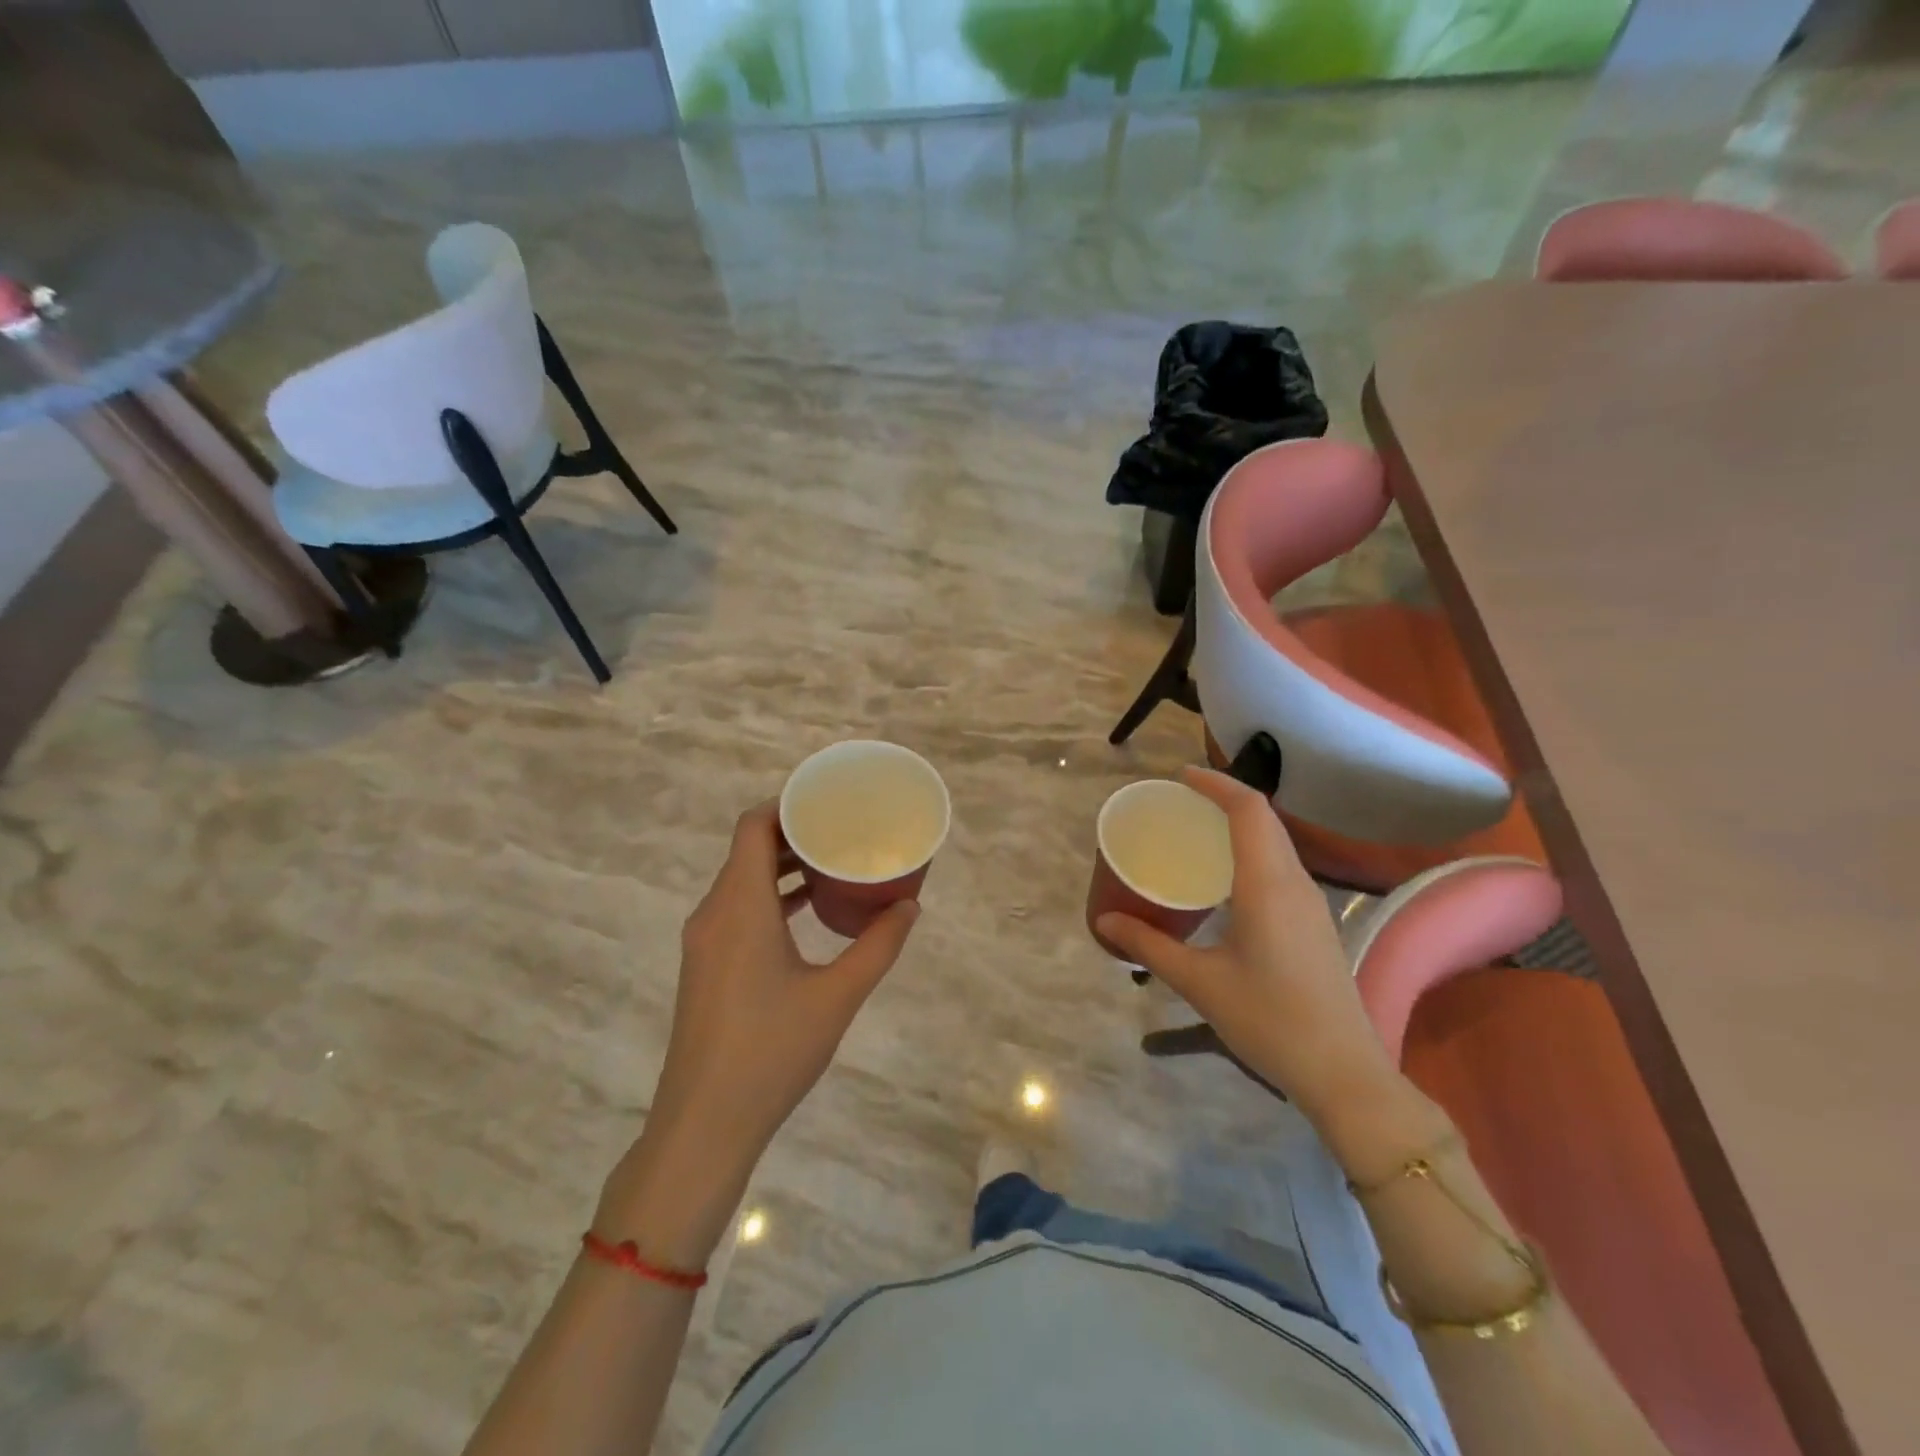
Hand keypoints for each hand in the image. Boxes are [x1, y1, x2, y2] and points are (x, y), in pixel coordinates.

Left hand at [597, 801, 918, 1265]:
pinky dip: (770, 896)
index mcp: (740, 906)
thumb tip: (910, 906)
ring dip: (782, 866)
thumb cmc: (772, 1051)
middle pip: (748, 848)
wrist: (704, 1124)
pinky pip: (737, 909)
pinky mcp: (705, 966)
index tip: (828, 800)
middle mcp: (714, 912)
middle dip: (794, 832)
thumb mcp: (838, 995)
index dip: (787, 803)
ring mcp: (704, 941)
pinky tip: (806, 911)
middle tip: (843, 828)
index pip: (753, 826)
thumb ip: (878, 945)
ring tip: (831, 863)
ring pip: (741, 880)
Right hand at [1096, 767, 1401, 1123]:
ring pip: (1276, 843)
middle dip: (1224, 800)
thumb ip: (1149, 946)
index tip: (1180, 776)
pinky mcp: (1314, 924)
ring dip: (1240, 826)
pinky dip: (1251, 852)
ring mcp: (1311, 904)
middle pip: (1264, 819)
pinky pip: (1280, 867)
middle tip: (1180, 803)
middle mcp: (1294, 883)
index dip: (1216, 784)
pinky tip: (1224, 880)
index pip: (1248, 810)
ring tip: (1196, 833)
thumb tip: (1105, 920)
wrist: (1344, 1073)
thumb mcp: (1200, 982)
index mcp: (1268, 884)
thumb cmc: (1269, 1020)